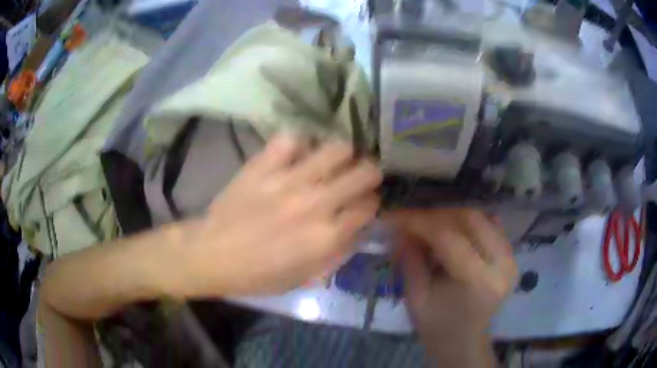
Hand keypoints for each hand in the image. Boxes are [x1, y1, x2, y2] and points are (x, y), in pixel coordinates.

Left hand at [174, 134, 381, 296]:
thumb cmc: (259, 274)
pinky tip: (296, 155)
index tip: (362, 205)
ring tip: (331, 163)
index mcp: (327, 236)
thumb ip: (339, 253)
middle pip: (364, 172)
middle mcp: (315, 203)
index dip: (371, 204)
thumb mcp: (306, 277)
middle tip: (357, 178)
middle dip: (368, 174)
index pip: (370, 206)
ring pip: (337, 149)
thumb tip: (358, 228)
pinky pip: (292, 139)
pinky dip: (299, 145)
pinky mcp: (264, 165)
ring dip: (341, 156)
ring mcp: (288, 179)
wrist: (212, 254)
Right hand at [389, 209, 517, 367]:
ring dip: (452, 215)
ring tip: (429, 224)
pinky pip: (491, 226)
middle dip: (436, 214)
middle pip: (470, 219)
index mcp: (477, 281)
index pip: (448, 237)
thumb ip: (409, 259)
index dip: (419, 222)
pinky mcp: (511, 257)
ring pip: (481, 218)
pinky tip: (452, 230)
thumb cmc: (437, 327)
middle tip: (412, 219)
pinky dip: (469, 223)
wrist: (464, 342)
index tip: (394, 216)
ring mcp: (510, 259)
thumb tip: (400, 227)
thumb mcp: (415, 297)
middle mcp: (501, 264)